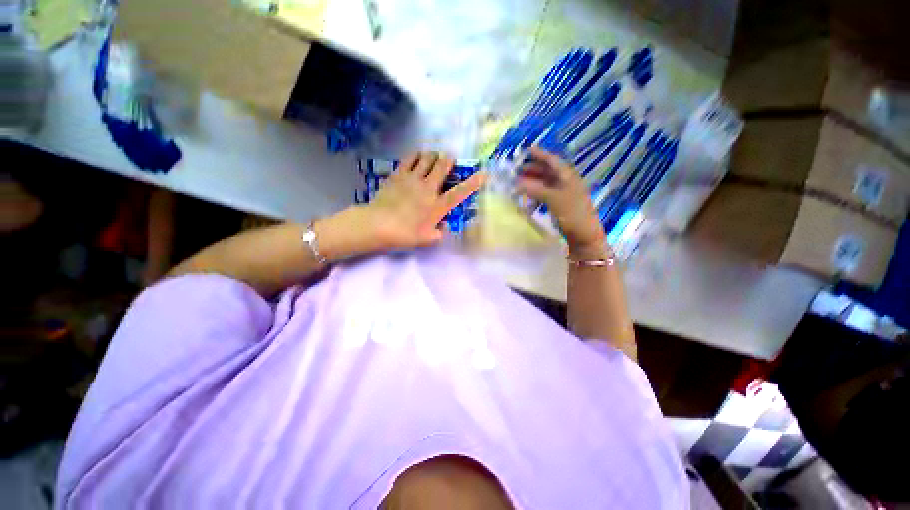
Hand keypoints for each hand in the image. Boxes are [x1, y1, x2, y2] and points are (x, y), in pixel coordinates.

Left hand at [363, 152, 485, 250]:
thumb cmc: (405, 234)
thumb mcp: (427, 239)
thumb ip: (440, 233)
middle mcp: (429, 188)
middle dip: (449, 160)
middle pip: (443, 166)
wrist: (378, 225)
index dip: (473, 183)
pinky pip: (409, 159)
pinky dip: (416, 155)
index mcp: (438, 206)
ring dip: (433, 156)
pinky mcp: (398, 174)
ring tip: (433, 157)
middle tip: (449, 159)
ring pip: (427, 158)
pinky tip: (417, 156)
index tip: (483, 173)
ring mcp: (413, 179)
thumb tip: (444, 225)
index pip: (460, 193)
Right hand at [516, 147, 605, 253]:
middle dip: (533, 170)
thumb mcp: (552, 199)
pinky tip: (528, 199)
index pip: (552, 161)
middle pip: (548, 172)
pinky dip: (535, 194)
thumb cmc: (571, 213)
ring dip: (532, 182)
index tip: (527, 150)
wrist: (583, 235)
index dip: (540, 155)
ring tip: (519, 184)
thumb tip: (517, 183)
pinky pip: (545, 195)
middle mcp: (566, 182)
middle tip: (517, 170)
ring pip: (545, 184)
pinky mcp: (560, 205)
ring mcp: (563, 194)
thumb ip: (534, 189)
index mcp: (568, 177)